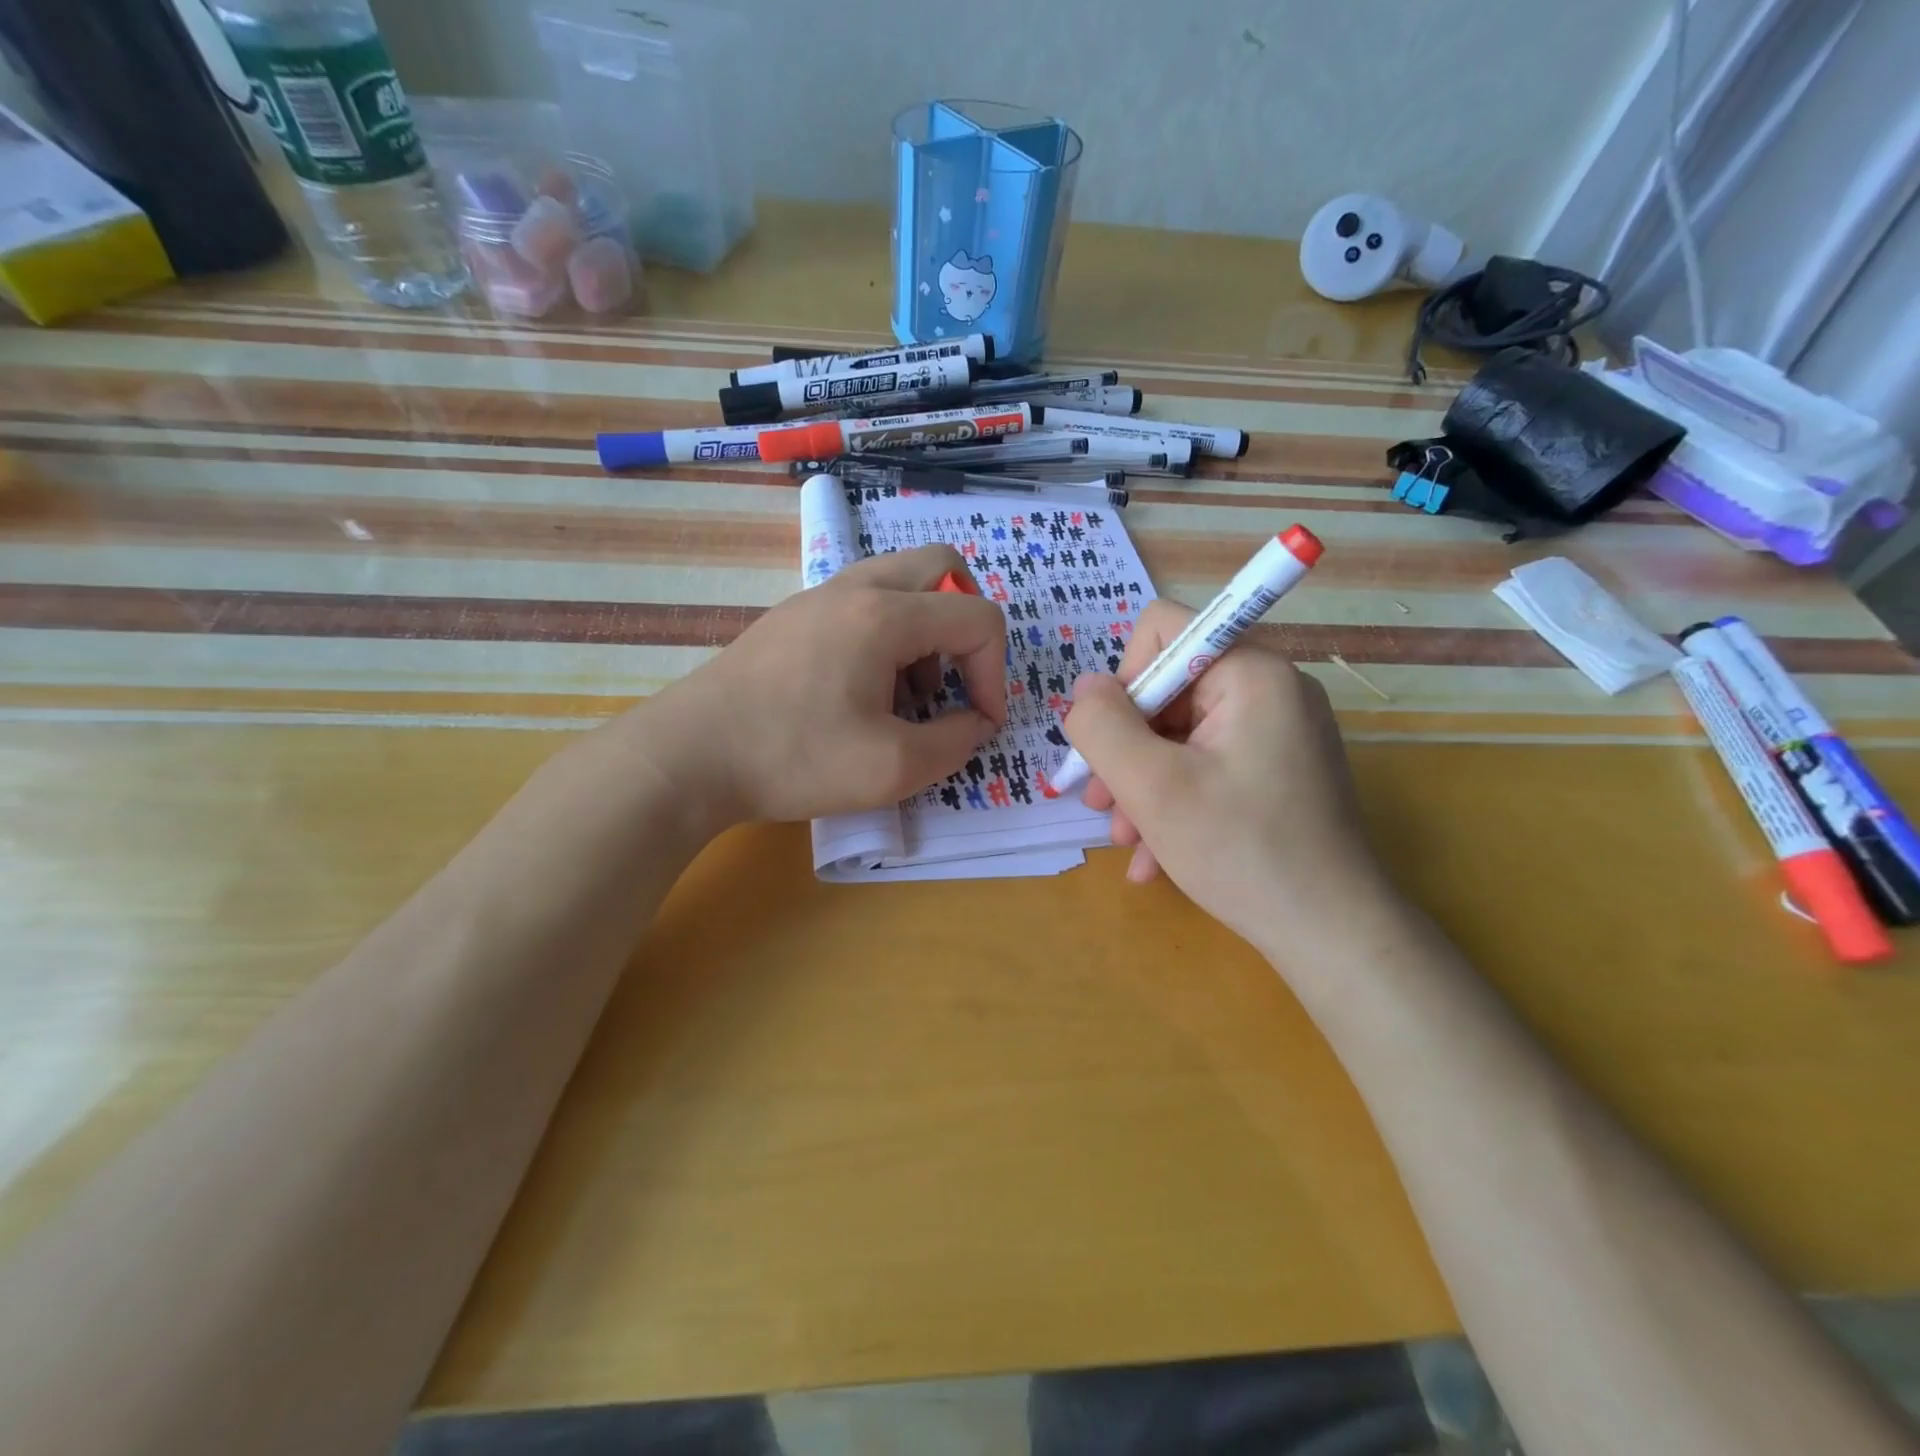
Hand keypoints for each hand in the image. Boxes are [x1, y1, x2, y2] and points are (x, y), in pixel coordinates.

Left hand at [637, 544, 1007, 825]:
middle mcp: (855, 588)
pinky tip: (864, 693)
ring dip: (927, 630)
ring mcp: (818, 597)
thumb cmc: (794, 758)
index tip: (981, 722)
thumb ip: (956, 742)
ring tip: (908, 696)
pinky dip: (888, 635)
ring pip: (901, 582)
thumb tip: (976, 722)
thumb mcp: (893, 768)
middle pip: (944, 569)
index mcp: (885, 615)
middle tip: (956, 680)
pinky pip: (863, 603)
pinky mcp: (793, 618)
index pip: (977, 618)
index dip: (996, 673)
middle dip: (968, 624)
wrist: (689, 756)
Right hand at [1062, 599, 1391, 954]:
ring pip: (1181, 736)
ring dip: (1142, 785)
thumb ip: (1101, 725)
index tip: (1114, 746)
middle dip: (1127, 750)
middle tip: (1103, 807)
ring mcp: (1278, 733)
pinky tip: (1154, 858)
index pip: (1161, 630)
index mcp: (1250, 672)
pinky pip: (1208, 767)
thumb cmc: (1240, 851)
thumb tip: (1083, 688)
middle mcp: (1270, 690)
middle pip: (1167, 692)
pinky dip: (1175, 803)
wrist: (1332, 936)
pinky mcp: (1279, 771)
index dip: (1122, 683)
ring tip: (1125, 841)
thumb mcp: (1151, 786)